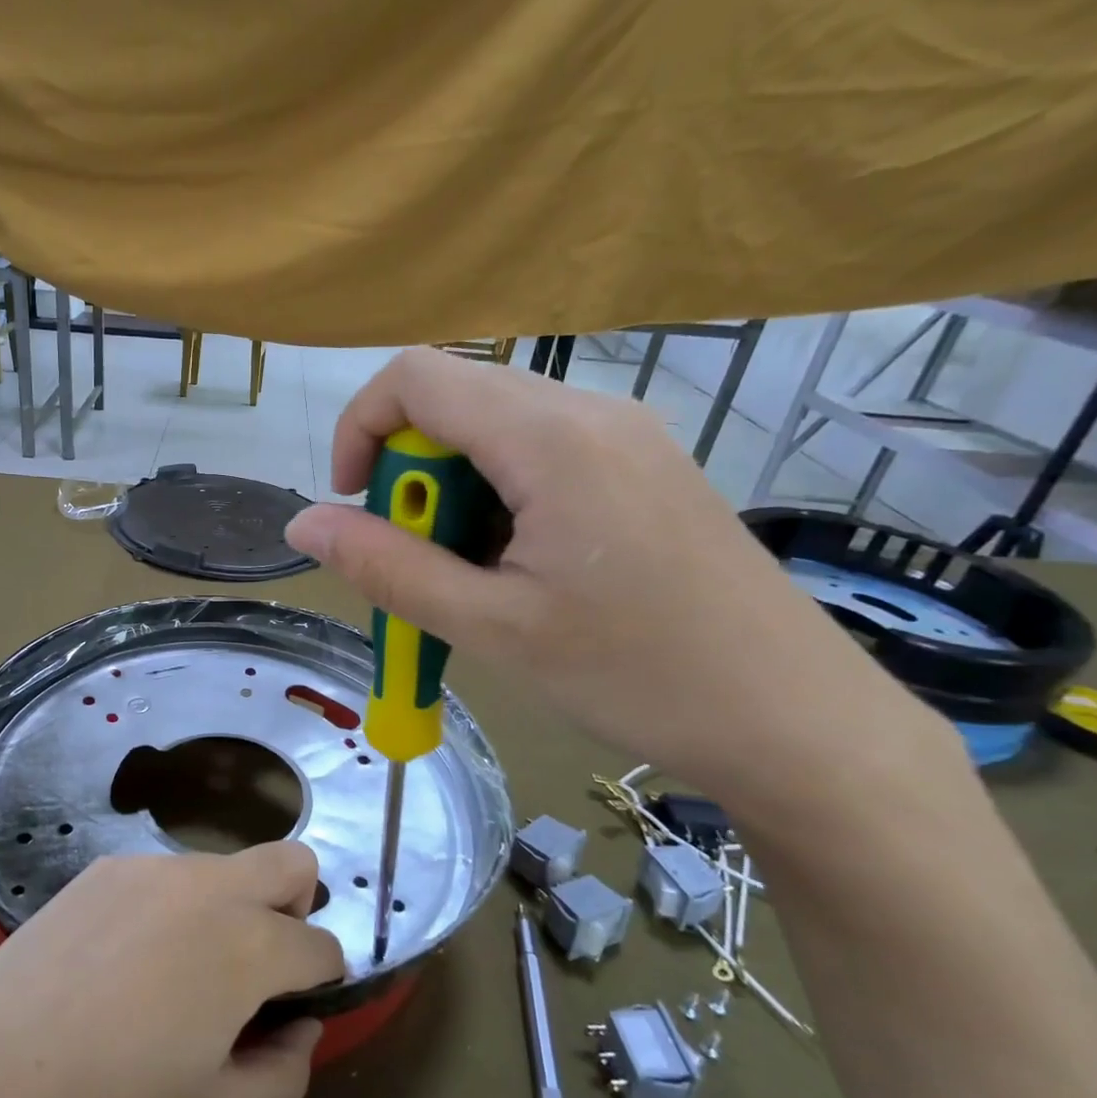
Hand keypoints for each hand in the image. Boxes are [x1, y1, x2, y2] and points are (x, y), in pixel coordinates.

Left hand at [0, 842, 344, 1097]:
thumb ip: (286, 1073)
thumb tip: (301, 1027)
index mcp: (250, 946)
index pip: (322, 946)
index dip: (319, 983)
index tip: (287, 1011)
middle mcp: (212, 887)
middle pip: (293, 862)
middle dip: (296, 908)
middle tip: (255, 967)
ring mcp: (156, 866)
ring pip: (225, 869)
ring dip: (227, 910)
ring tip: (173, 971)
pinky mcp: (111, 865)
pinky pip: (166, 875)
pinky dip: (171, 906)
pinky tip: (123, 957)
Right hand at [284, 349, 957, 819]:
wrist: (795, 720)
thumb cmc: (636, 675)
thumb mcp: (490, 627)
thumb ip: (386, 569)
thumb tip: (301, 525)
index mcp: (550, 437)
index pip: (416, 377)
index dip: (360, 429)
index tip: (356, 509)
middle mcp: (591, 412)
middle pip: (457, 401)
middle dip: (412, 477)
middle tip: (424, 566)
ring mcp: (627, 438)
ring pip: (497, 433)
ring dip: (455, 497)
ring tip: (476, 583)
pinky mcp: (645, 471)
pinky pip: (542, 457)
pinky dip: (501, 503)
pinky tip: (524, 575)